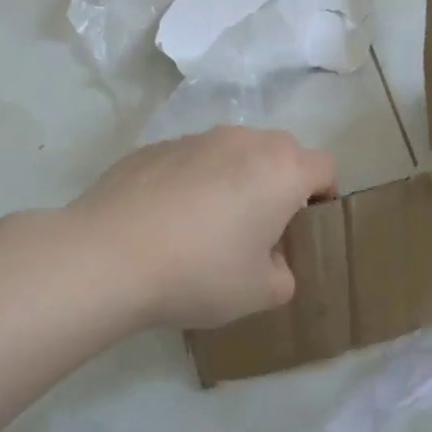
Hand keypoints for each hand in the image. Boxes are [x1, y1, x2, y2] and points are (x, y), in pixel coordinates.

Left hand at [69, 127, 336, 329]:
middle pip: (280, 153)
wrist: (106, 256)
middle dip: (280, 184)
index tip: (304, 228)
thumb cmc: (199, 272)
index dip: (323, 196)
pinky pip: (190, 160)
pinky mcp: (154, 147)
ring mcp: (195, 138)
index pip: (325, 168)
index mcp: (281, 170)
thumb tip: (272, 261)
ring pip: (233, 152)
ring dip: (235, 179)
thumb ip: (284, 275)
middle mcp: (243, 141)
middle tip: (260, 228)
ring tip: (207, 225)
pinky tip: (166, 221)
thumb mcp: (259, 293)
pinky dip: (192, 181)